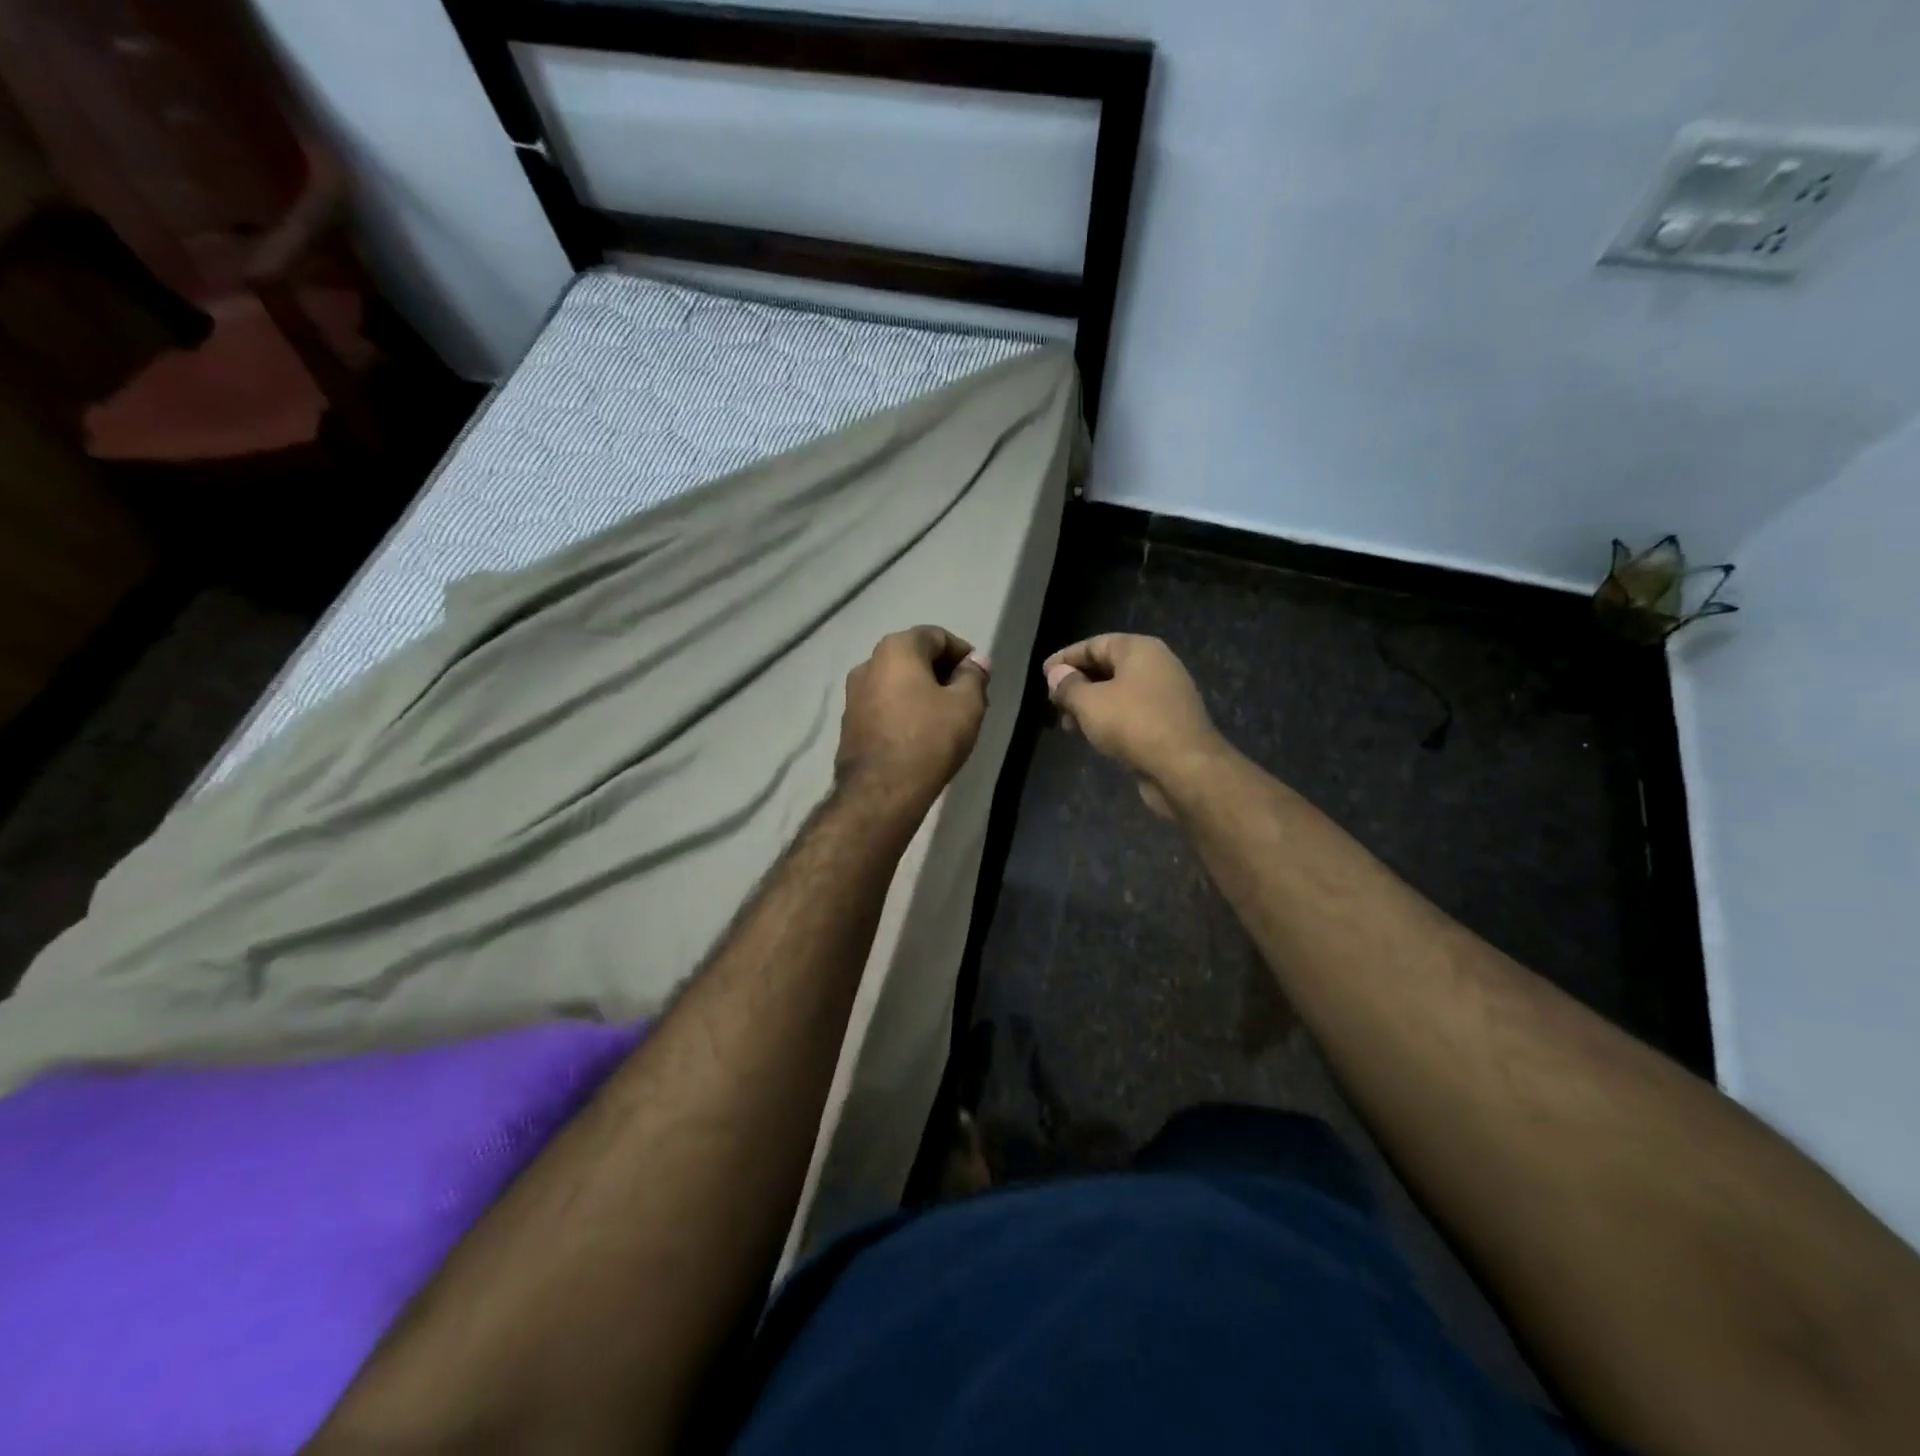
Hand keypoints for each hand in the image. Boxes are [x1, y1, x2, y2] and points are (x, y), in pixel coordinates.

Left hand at [837, 626, 989, 814]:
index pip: (937, 636)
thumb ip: (974, 677)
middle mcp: (868, 663)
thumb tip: (976, 662)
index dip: (963, 653)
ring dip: (923, 692)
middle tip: (967, 697)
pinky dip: (904, 709)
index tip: (979, 677)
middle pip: (914, 657)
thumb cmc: (929, 739)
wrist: (880, 791)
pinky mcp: (849, 722)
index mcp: (896, 649)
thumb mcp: (967, 705)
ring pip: (898, 682)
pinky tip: (921, 733)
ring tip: (946, 718)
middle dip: (943, 672)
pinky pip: (884, 704)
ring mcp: (853, 694)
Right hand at [1043, 634, 1226, 815]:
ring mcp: (1165, 695)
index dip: (1066, 658)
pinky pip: (1131, 713)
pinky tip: (1093, 736)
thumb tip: (1056, 674)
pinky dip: (1109, 719)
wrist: (1184, 767)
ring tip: (1068, 725)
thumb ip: (1068, 686)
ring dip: (1091, 705)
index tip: (1043, 674)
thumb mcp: (1090, 703)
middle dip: (1077, 684)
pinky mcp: (1168, 722)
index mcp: (1139, 650)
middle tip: (1053, 702)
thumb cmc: (1133, 724)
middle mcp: (1156, 665)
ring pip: (1118, 693)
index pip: (1095, 644)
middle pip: (1108, 667)